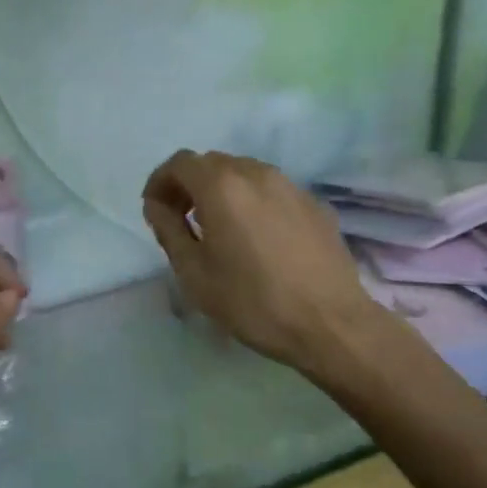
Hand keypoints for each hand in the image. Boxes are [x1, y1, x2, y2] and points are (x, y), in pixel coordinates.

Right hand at [142, 149, 388, 381]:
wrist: (331, 324)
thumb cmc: (253, 301)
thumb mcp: (194, 273)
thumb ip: (168, 229)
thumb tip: (157, 205)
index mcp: (221, 186)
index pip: (180, 163)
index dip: (160, 181)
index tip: (155, 209)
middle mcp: (256, 173)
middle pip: (212, 164)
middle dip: (190, 185)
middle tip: (182, 220)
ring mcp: (290, 185)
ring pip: (244, 173)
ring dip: (222, 192)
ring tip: (220, 229)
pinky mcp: (314, 204)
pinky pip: (272, 191)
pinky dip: (254, 203)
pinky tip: (258, 239)